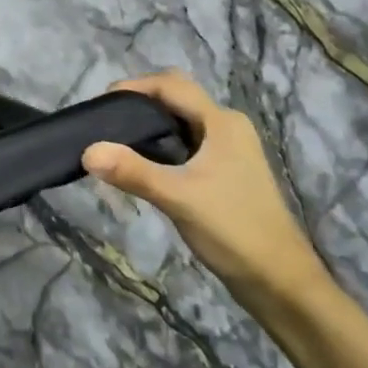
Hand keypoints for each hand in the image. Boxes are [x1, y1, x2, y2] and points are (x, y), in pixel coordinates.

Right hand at [82, 71, 329, 310]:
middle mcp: (227, 127)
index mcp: (222, 122)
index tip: (100, 104)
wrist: (279, 281)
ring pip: (181, 122)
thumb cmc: (233, 230)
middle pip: (176, 99)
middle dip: (140, 103)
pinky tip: (141, 165)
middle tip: (106, 123)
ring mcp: (228, 150)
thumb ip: (132, 172)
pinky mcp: (225, 171)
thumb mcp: (178, 198)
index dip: (134, 86)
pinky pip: (186, 144)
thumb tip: (87, 151)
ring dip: (149, 126)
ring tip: (115, 142)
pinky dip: (161, 145)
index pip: (171, 85)